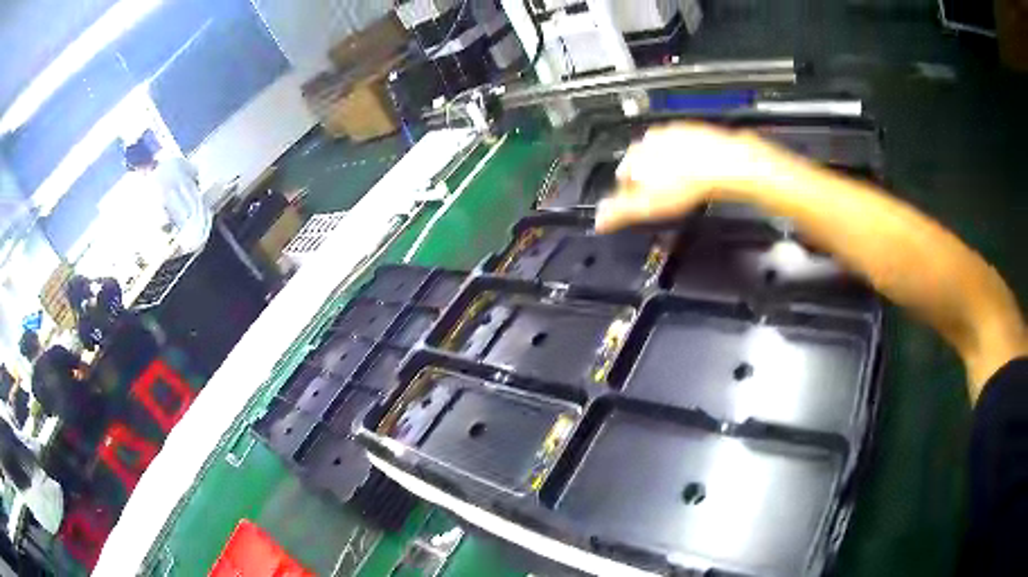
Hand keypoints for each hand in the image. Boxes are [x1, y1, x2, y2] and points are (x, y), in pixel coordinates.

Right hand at [594, 122, 788, 232]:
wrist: (724, 165)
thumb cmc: (688, 183)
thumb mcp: (647, 206)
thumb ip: (619, 212)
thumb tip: (599, 220)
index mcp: (635, 156)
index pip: (621, 175)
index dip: (628, 193)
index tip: (637, 204)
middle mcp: (651, 140)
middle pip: (642, 162)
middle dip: (648, 179)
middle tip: (661, 197)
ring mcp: (674, 133)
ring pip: (663, 154)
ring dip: (667, 168)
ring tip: (680, 187)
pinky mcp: (695, 132)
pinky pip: (685, 148)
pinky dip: (687, 160)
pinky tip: (695, 174)